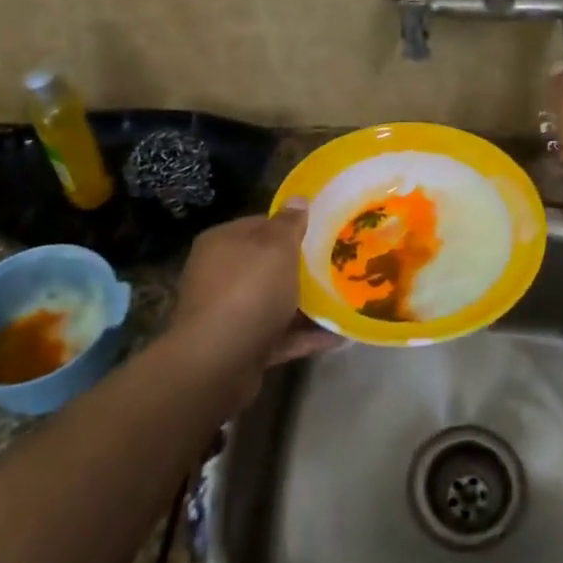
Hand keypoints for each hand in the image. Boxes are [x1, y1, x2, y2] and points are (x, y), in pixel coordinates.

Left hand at [168, 204, 337, 378]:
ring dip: (306, 304)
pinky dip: (304, 335)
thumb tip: (298, 198)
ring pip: (274, 302)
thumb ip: (289, 223)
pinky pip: (279, 335)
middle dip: (301, 267)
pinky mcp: (240, 347)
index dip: (291, 227)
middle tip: (337, 265)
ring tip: (344, 301)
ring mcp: (228, 314)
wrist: (217, 363)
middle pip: (267, 265)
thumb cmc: (248, 291)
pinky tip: (338, 336)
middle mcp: (219, 275)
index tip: (322, 232)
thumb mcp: (276, 248)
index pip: (260, 225)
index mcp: (222, 243)